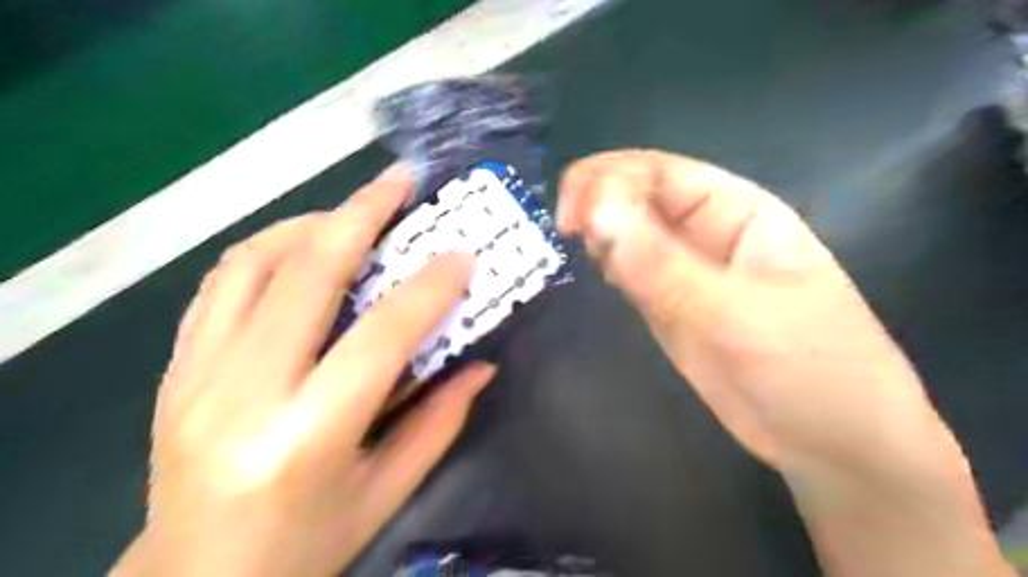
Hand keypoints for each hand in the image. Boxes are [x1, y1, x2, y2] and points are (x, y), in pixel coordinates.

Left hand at [111, 166, 492, 576]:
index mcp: (307, 436)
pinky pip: (222, 282)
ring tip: (355, 214)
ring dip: (311, 224)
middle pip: (306, 274)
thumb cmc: (304, 547)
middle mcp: (244, 392)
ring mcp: (196, 374)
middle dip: (361, 215)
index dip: (428, 287)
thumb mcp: (386, 493)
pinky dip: (269, 249)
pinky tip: (304, 248)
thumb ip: (440, 422)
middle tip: (399, 182)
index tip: (462, 254)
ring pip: (253, 262)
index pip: (380, 336)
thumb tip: (483, 364)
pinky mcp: (176, 367)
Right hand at [560, 149, 942, 472]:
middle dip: (596, 198)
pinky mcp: (669, 305)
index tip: (575, 216)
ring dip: (599, 230)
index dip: (610, 180)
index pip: (660, 172)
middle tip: (565, 228)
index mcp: (736, 210)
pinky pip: (629, 271)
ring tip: (577, 247)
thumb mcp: (739, 314)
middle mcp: (705, 231)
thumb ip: (665, 269)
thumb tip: (597, 217)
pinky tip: (601, 272)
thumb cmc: (811, 367)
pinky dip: (608, 263)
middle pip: (637, 194)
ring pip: (628, 231)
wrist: (829, 443)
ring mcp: (683, 270)